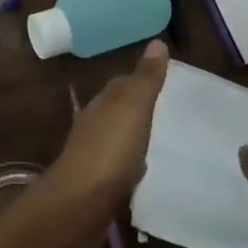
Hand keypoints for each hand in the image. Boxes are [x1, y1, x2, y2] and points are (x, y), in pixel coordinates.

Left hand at [44, 41, 169, 214]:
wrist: (79, 206)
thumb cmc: (109, 151)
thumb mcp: (133, 108)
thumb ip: (145, 78)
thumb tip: (157, 42)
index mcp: (102, 104)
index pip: (122, 84)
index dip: (141, 80)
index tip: (164, 80)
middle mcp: (94, 125)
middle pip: (117, 110)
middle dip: (137, 108)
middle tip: (167, 110)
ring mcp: (92, 156)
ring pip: (116, 138)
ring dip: (133, 136)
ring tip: (159, 140)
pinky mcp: (96, 186)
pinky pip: (118, 167)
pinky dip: (130, 164)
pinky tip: (141, 172)